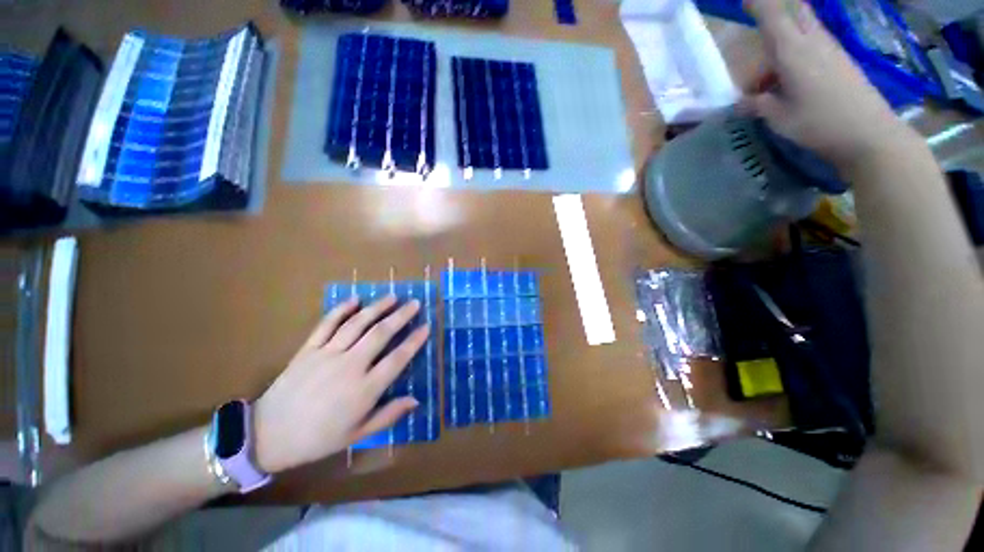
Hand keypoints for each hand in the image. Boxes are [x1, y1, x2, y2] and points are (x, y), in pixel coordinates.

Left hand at [253, 296, 428, 473]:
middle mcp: (350, 366)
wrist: (268, 435)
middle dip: (401, 316)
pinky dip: (341, 310)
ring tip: (392, 297)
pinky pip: (326, 325)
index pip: (397, 358)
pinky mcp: (308, 349)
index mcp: (364, 389)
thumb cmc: (318, 438)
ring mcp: (328, 354)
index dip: (414, 341)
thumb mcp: (357, 434)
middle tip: (415, 303)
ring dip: (377, 308)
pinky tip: (354, 299)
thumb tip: (415, 400)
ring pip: (357, 324)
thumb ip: (389, 415)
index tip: (426, 327)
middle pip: (381, 334)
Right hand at [742, 0, 920, 171]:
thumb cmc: (818, 124)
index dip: (757, 2)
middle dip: (776, 7)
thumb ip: (757, 105)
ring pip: (804, 27)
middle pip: (795, 10)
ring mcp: (831, 49)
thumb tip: (740, 103)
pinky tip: (790, 74)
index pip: (772, 14)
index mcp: (792, 51)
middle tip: (759, 13)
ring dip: (786, 35)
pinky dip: (799, 49)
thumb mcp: (778, 118)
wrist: (869, 134)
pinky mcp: (841, 60)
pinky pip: (815, 43)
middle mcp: (813, 41)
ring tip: (771, 67)